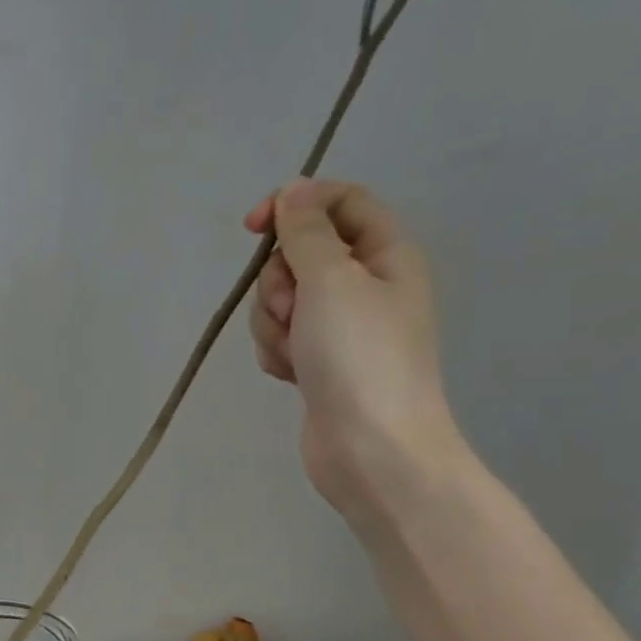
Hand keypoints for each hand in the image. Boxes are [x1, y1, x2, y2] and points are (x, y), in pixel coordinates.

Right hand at [245, 179, 465, 522]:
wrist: (372, 449)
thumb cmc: (360, 356)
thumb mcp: (332, 279)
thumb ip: (307, 231)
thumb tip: (294, 191)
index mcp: (386, 254)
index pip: (340, 202)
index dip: (295, 204)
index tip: (254, 227)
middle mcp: (366, 285)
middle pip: (300, 254)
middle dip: (280, 281)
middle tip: (294, 309)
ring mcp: (340, 328)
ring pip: (282, 300)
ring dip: (274, 322)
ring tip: (295, 352)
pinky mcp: (318, 362)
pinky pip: (280, 337)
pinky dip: (277, 352)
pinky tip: (292, 374)